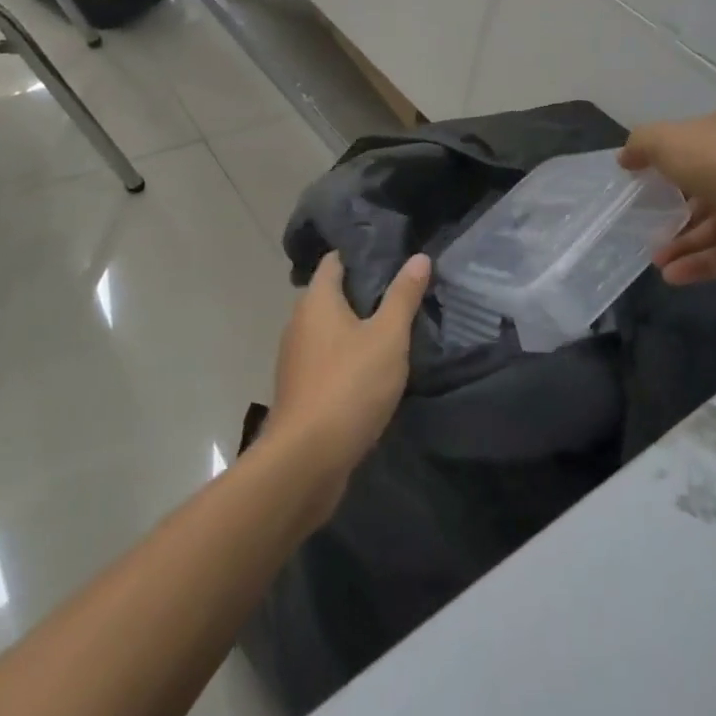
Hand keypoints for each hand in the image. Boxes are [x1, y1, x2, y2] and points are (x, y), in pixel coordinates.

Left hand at [266, 251, 430, 509]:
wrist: (306, 461)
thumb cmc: (349, 385)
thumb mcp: (388, 337)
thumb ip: (404, 296)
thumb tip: (419, 257)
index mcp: (316, 300)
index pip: (335, 260)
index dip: (361, 254)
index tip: (393, 254)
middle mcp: (299, 323)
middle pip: (332, 294)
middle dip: (364, 291)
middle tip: (403, 289)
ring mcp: (296, 359)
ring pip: (330, 329)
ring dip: (357, 327)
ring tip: (395, 327)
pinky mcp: (301, 390)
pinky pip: (328, 359)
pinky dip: (348, 356)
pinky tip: (375, 367)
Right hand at [618, 106, 715, 281]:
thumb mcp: (672, 141)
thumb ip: (644, 145)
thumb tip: (627, 156)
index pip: (694, 142)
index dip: (666, 161)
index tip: (640, 183)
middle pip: (707, 184)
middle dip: (675, 209)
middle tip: (647, 230)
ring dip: (687, 241)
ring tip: (657, 264)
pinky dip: (707, 261)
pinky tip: (676, 277)